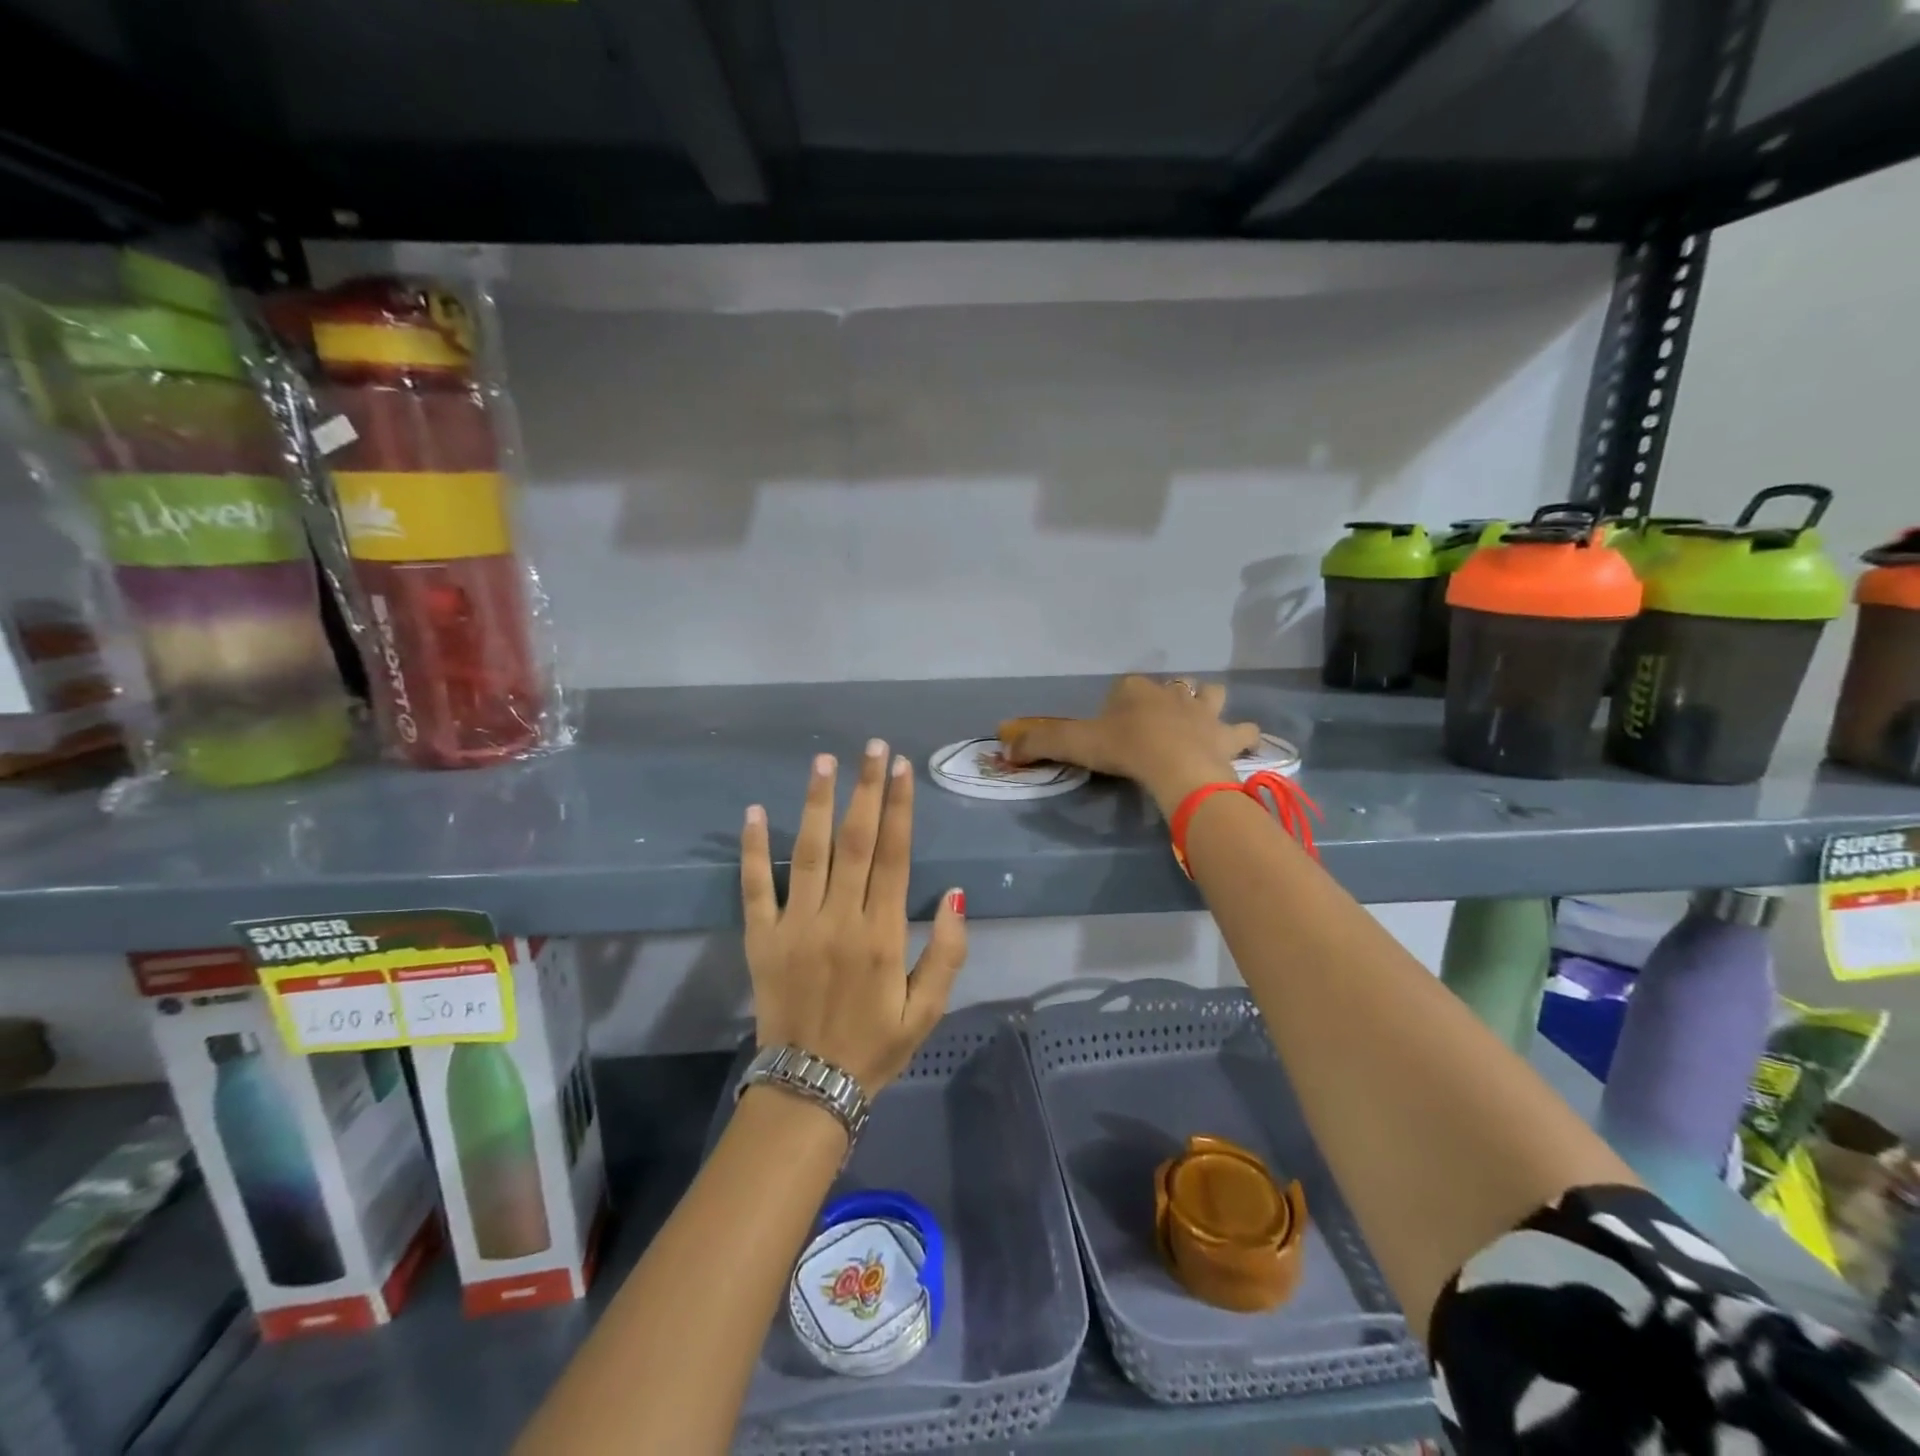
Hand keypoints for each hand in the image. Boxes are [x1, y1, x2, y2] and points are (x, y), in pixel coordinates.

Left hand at [740, 739, 968, 1094]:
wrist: (810, 1088)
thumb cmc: (876, 1047)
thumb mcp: (928, 1010)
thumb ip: (948, 952)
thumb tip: (959, 895)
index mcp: (882, 935)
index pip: (895, 856)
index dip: (899, 807)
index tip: (900, 767)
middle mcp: (840, 920)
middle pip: (855, 842)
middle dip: (865, 790)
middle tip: (870, 747)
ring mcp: (796, 926)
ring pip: (808, 853)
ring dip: (816, 804)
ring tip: (823, 762)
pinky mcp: (761, 939)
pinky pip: (755, 887)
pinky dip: (753, 850)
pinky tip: (753, 812)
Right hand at [1000, 676, 1260, 815]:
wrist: (1175, 766)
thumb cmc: (1124, 749)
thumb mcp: (1073, 743)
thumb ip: (1039, 743)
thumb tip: (1005, 747)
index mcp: (1135, 689)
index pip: (1125, 686)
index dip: (1119, 702)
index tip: (1113, 725)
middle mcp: (1171, 693)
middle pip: (1171, 685)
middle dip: (1167, 697)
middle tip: (1158, 721)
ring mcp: (1204, 711)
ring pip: (1212, 694)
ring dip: (1208, 703)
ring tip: (1203, 722)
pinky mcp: (1227, 736)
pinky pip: (1244, 731)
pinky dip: (1243, 736)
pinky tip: (1240, 745)